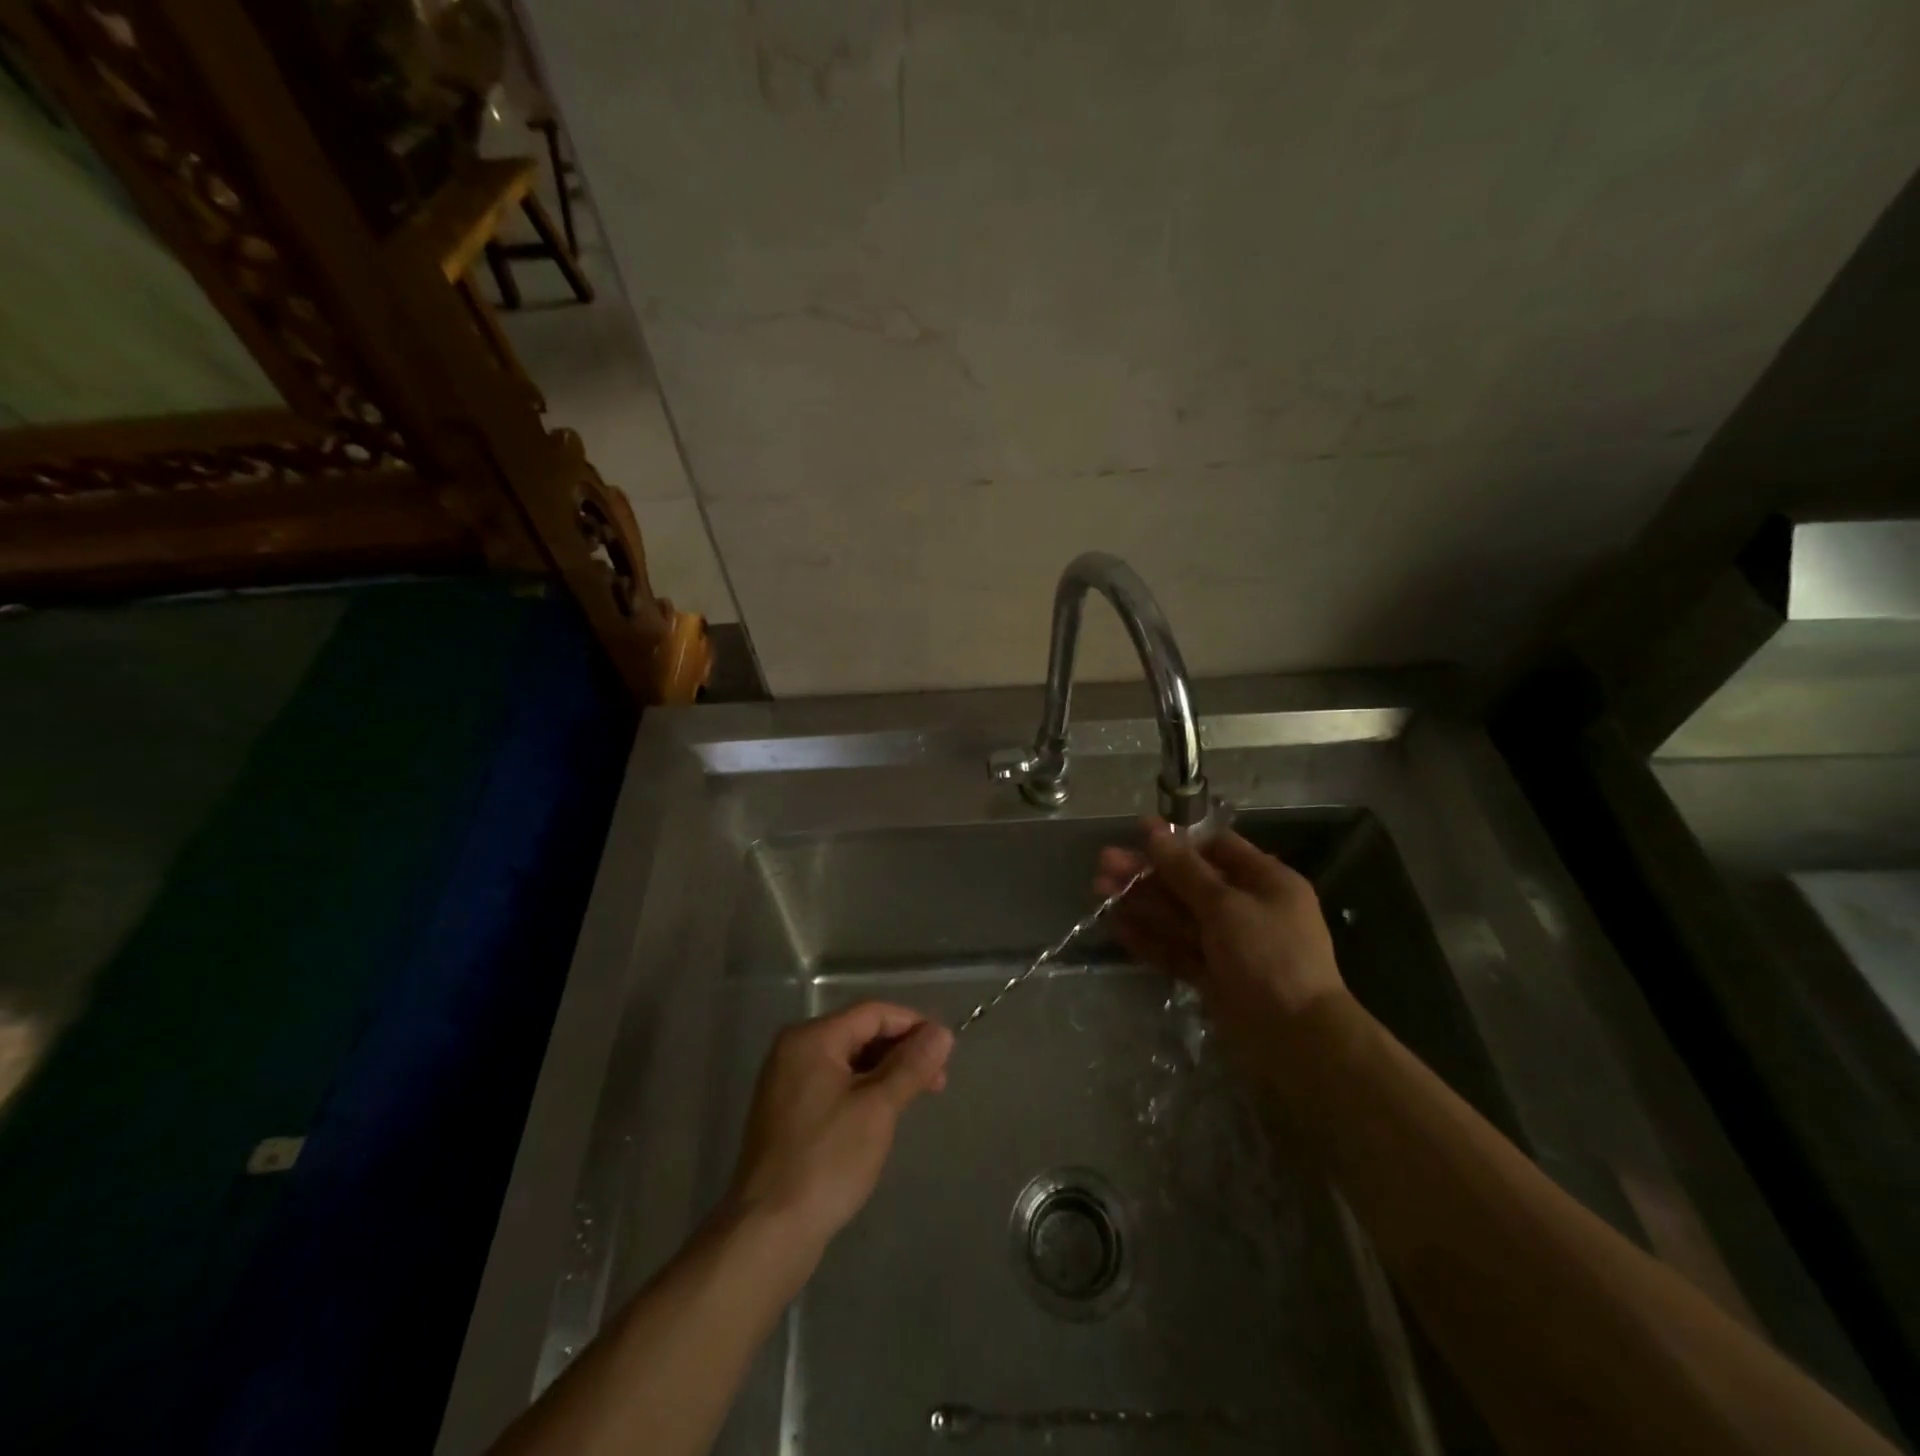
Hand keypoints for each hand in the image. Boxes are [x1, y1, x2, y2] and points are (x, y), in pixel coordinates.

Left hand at [724, 1002, 953, 1255]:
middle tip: (937, 1081)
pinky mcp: (787, 1112)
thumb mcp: (877, 1109)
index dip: (913, 1025)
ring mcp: (786, 1082)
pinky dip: (862, 1090)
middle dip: (901, 1051)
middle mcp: (794, 1050)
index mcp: (811, 1038)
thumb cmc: (826, 1161)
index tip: (946, 1051)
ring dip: (884, 1072)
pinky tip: (883, 1114)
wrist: (767, 1232)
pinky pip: (834, 1084)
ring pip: (848, 1060)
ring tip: (916, 1098)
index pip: (872, 1013)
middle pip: (859, 1033)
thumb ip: (911, 1066)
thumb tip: (942, 1032)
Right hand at [1096, 818, 1345, 1039]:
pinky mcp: (1211, 975)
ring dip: (1140, 902)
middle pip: (1189, 883)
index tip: (1139, 832)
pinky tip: (1115, 925)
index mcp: (1266, 882)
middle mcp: (1247, 909)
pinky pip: (1175, 949)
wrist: (1296, 1039)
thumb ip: (1185, 870)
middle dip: (1148, 872)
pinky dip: (1147, 937)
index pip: (1218, 848)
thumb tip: (1154, 832)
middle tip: (1104, 861)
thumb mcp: (1226, 905)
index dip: (1178, 839)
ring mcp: (1228, 945)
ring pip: (1177, 916)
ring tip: (1099, 888)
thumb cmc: (1269, 956)